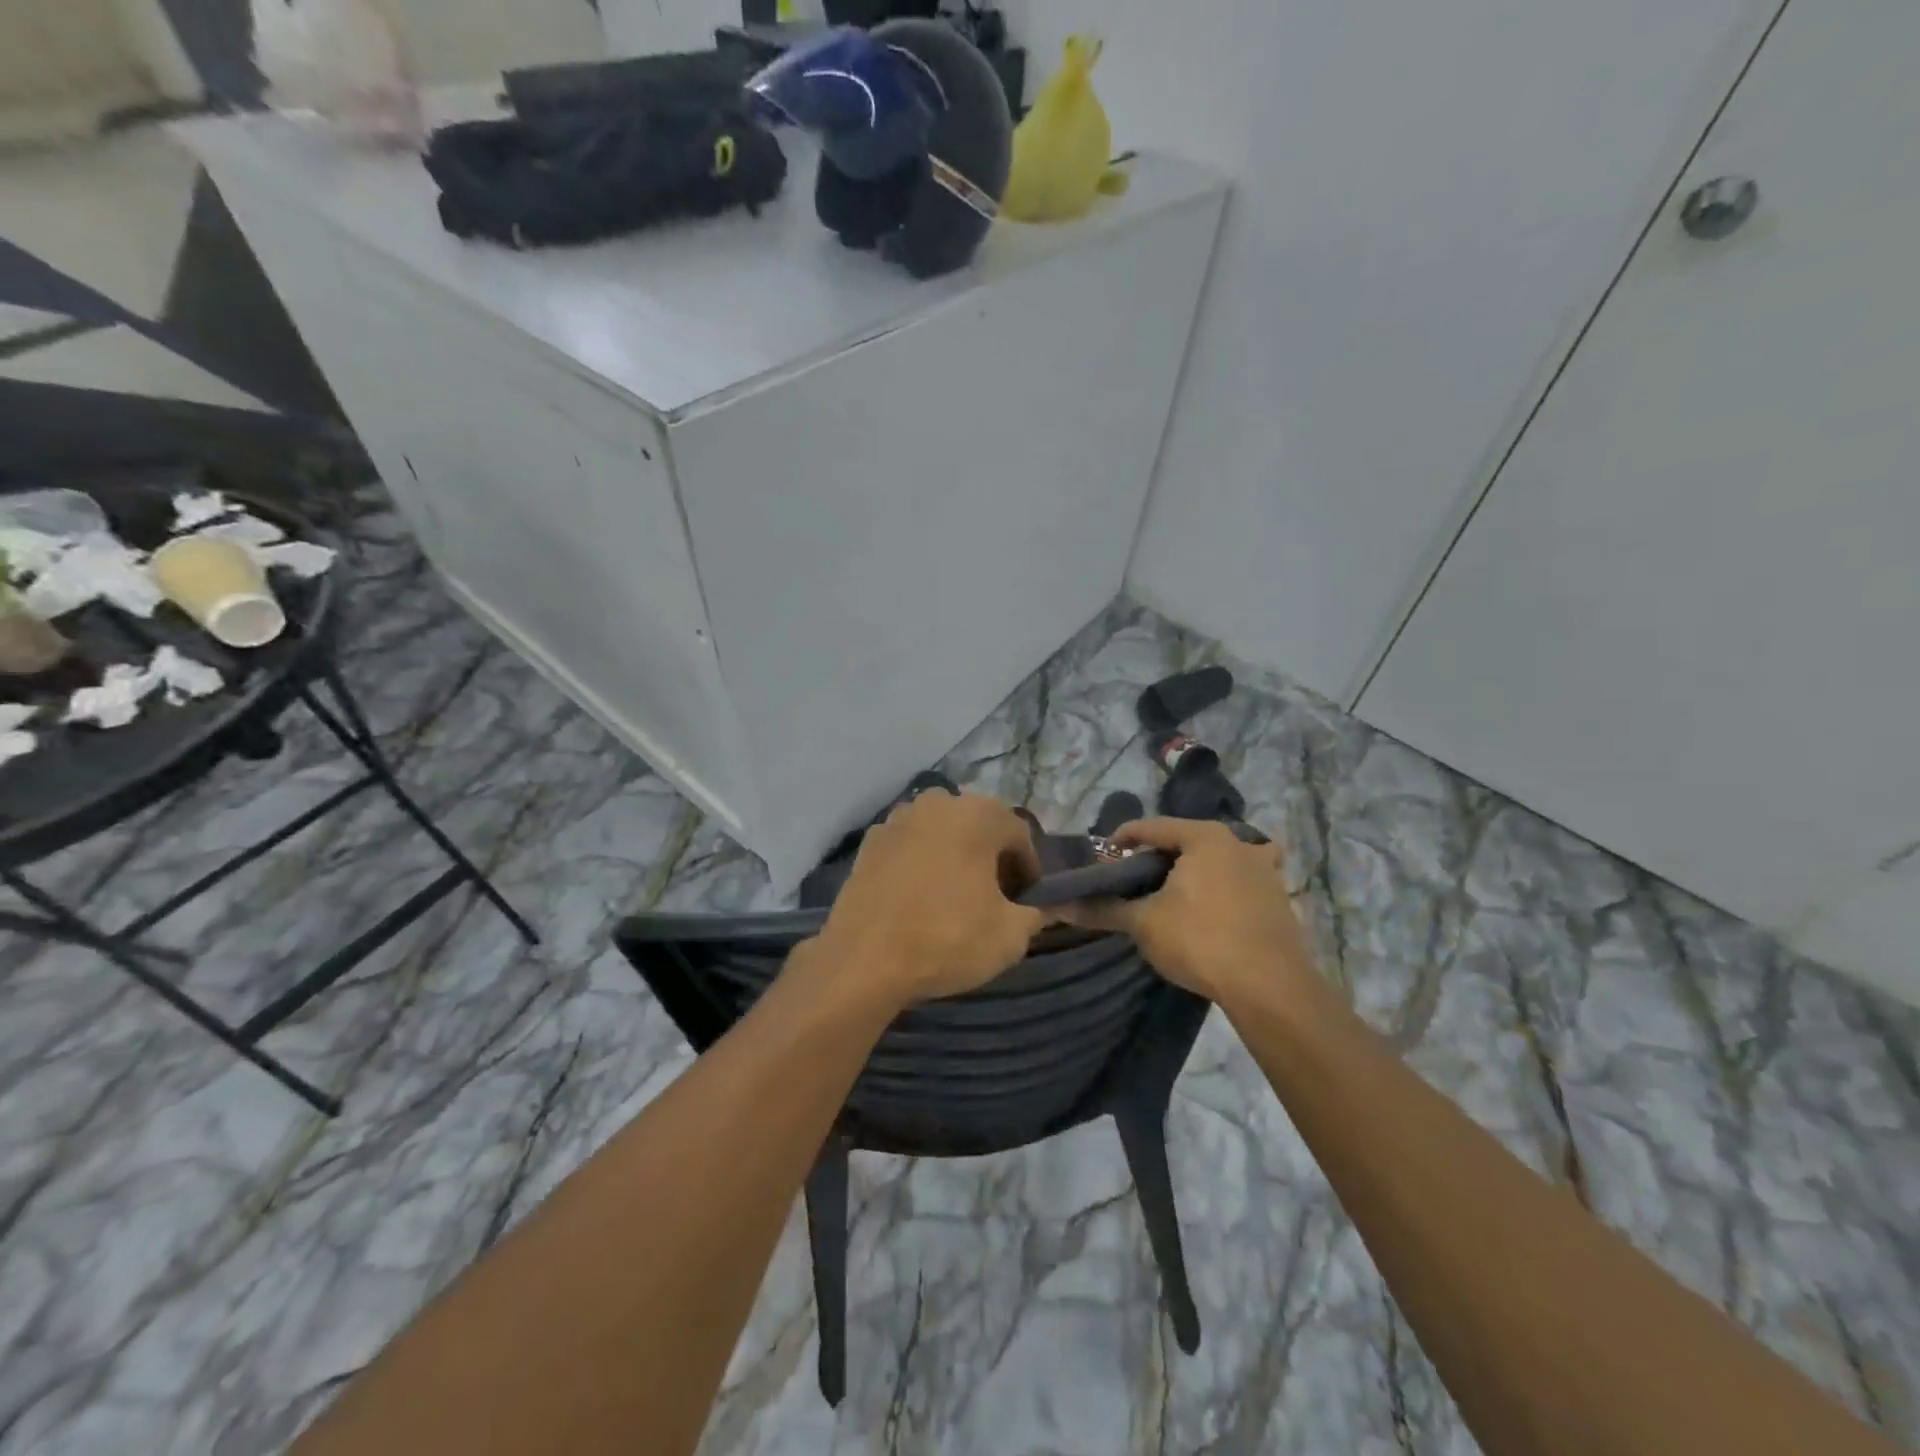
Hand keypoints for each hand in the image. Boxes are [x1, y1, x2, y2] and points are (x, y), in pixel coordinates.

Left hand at [813, 791, 1049, 1006]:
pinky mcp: (869, 841)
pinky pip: (910, 846)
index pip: (1019, 835)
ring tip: (954, 898)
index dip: (1030, 870)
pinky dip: (921, 863)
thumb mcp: (1010, 936)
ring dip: (955, 856)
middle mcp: (937, 802)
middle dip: (991, 858)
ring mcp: (898, 818)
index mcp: (977, 814)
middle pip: (979, 827)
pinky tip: (919, 898)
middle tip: (995, 899)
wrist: (863, 960)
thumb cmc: (946, 940)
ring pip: (942, 833)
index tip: (1028, 902)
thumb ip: (1037, 913)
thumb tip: (1043, 907)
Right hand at [1065, 818, 1314, 1008]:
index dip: (1122, 840)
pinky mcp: (1279, 898)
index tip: (1103, 857)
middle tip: (1133, 881)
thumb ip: (1103, 909)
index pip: (1152, 827)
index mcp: (1204, 837)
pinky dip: (1222, 888)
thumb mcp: (1144, 923)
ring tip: (1172, 895)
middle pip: (1186, 840)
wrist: (1270, 988)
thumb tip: (1060, 906)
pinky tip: (1211, 911)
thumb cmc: (1201, 941)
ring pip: (1217, 860)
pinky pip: (1241, 882)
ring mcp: (1264, 870)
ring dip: (1193, 871)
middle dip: (1157, 857)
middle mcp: (1238, 843)